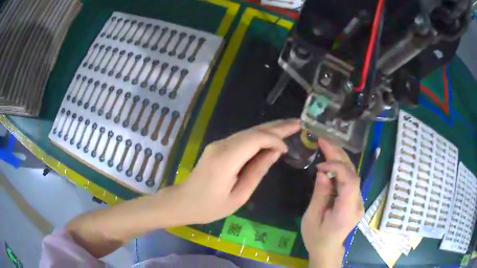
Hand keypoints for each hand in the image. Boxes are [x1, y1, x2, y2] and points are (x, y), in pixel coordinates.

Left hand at [169, 119, 300, 224]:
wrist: (183, 202)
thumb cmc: (210, 207)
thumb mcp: (239, 196)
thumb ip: (257, 172)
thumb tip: (275, 152)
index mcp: (226, 159)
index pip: (256, 138)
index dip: (275, 139)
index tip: (288, 149)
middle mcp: (221, 145)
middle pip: (253, 130)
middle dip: (277, 126)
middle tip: (297, 122)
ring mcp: (218, 144)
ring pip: (248, 132)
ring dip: (269, 129)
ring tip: (289, 126)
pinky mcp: (218, 147)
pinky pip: (242, 138)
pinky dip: (259, 136)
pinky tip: (271, 137)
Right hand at [301, 139, 363, 267]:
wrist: (327, 249)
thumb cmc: (316, 237)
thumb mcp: (311, 217)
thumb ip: (320, 194)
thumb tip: (324, 172)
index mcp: (347, 211)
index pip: (350, 181)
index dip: (337, 167)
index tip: (320, 165)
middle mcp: (357, 203)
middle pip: (353, 173)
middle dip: (338, 154)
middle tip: (323, 140)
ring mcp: (359, 200)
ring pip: (353, 173)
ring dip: (340, 158)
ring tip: (326, 146)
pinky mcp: (355, 199)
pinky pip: (350, 179)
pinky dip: (340, 168)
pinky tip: (331, 162)